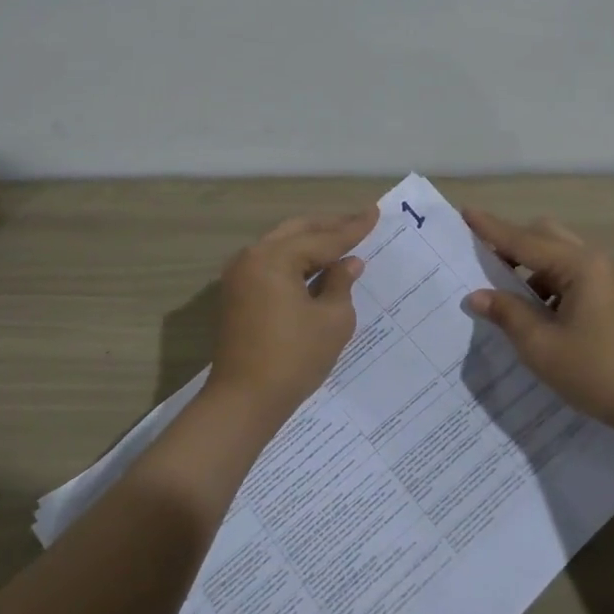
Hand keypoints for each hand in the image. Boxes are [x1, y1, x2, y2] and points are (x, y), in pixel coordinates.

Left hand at [206, 208, 376, 420]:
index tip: (375, 212)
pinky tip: (317, 267)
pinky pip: (271, 265)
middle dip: (329, 227)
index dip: (352, 228)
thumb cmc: (293, 359)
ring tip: (342, 241)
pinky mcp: (237, 294)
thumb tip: (348, 263)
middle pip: (297, 232)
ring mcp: (239, 276)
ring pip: (281, 246)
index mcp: (274, 258)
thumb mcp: (332, 320)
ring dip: (311, 244)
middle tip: (359, 222)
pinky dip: (295, 262)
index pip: (322, 239)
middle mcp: (251, 258)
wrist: (243, 400)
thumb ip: (341, 284)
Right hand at [464, 209, 613, 437]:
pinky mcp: (612, 296)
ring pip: (558, 255)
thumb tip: (477, 296)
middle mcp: (596, 261)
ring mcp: (608, 278)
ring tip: (503, 293)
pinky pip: (571, 274)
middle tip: (481, 259)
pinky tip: (533, 312)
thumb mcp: (540, 346)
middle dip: (512, 243)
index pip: (524, 240)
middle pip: (545, 236)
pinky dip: (547, 282)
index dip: (491, 229)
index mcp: (580, 266)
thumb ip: (506, 313)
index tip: (466, 212)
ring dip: (529, 266)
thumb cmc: (595, 372)